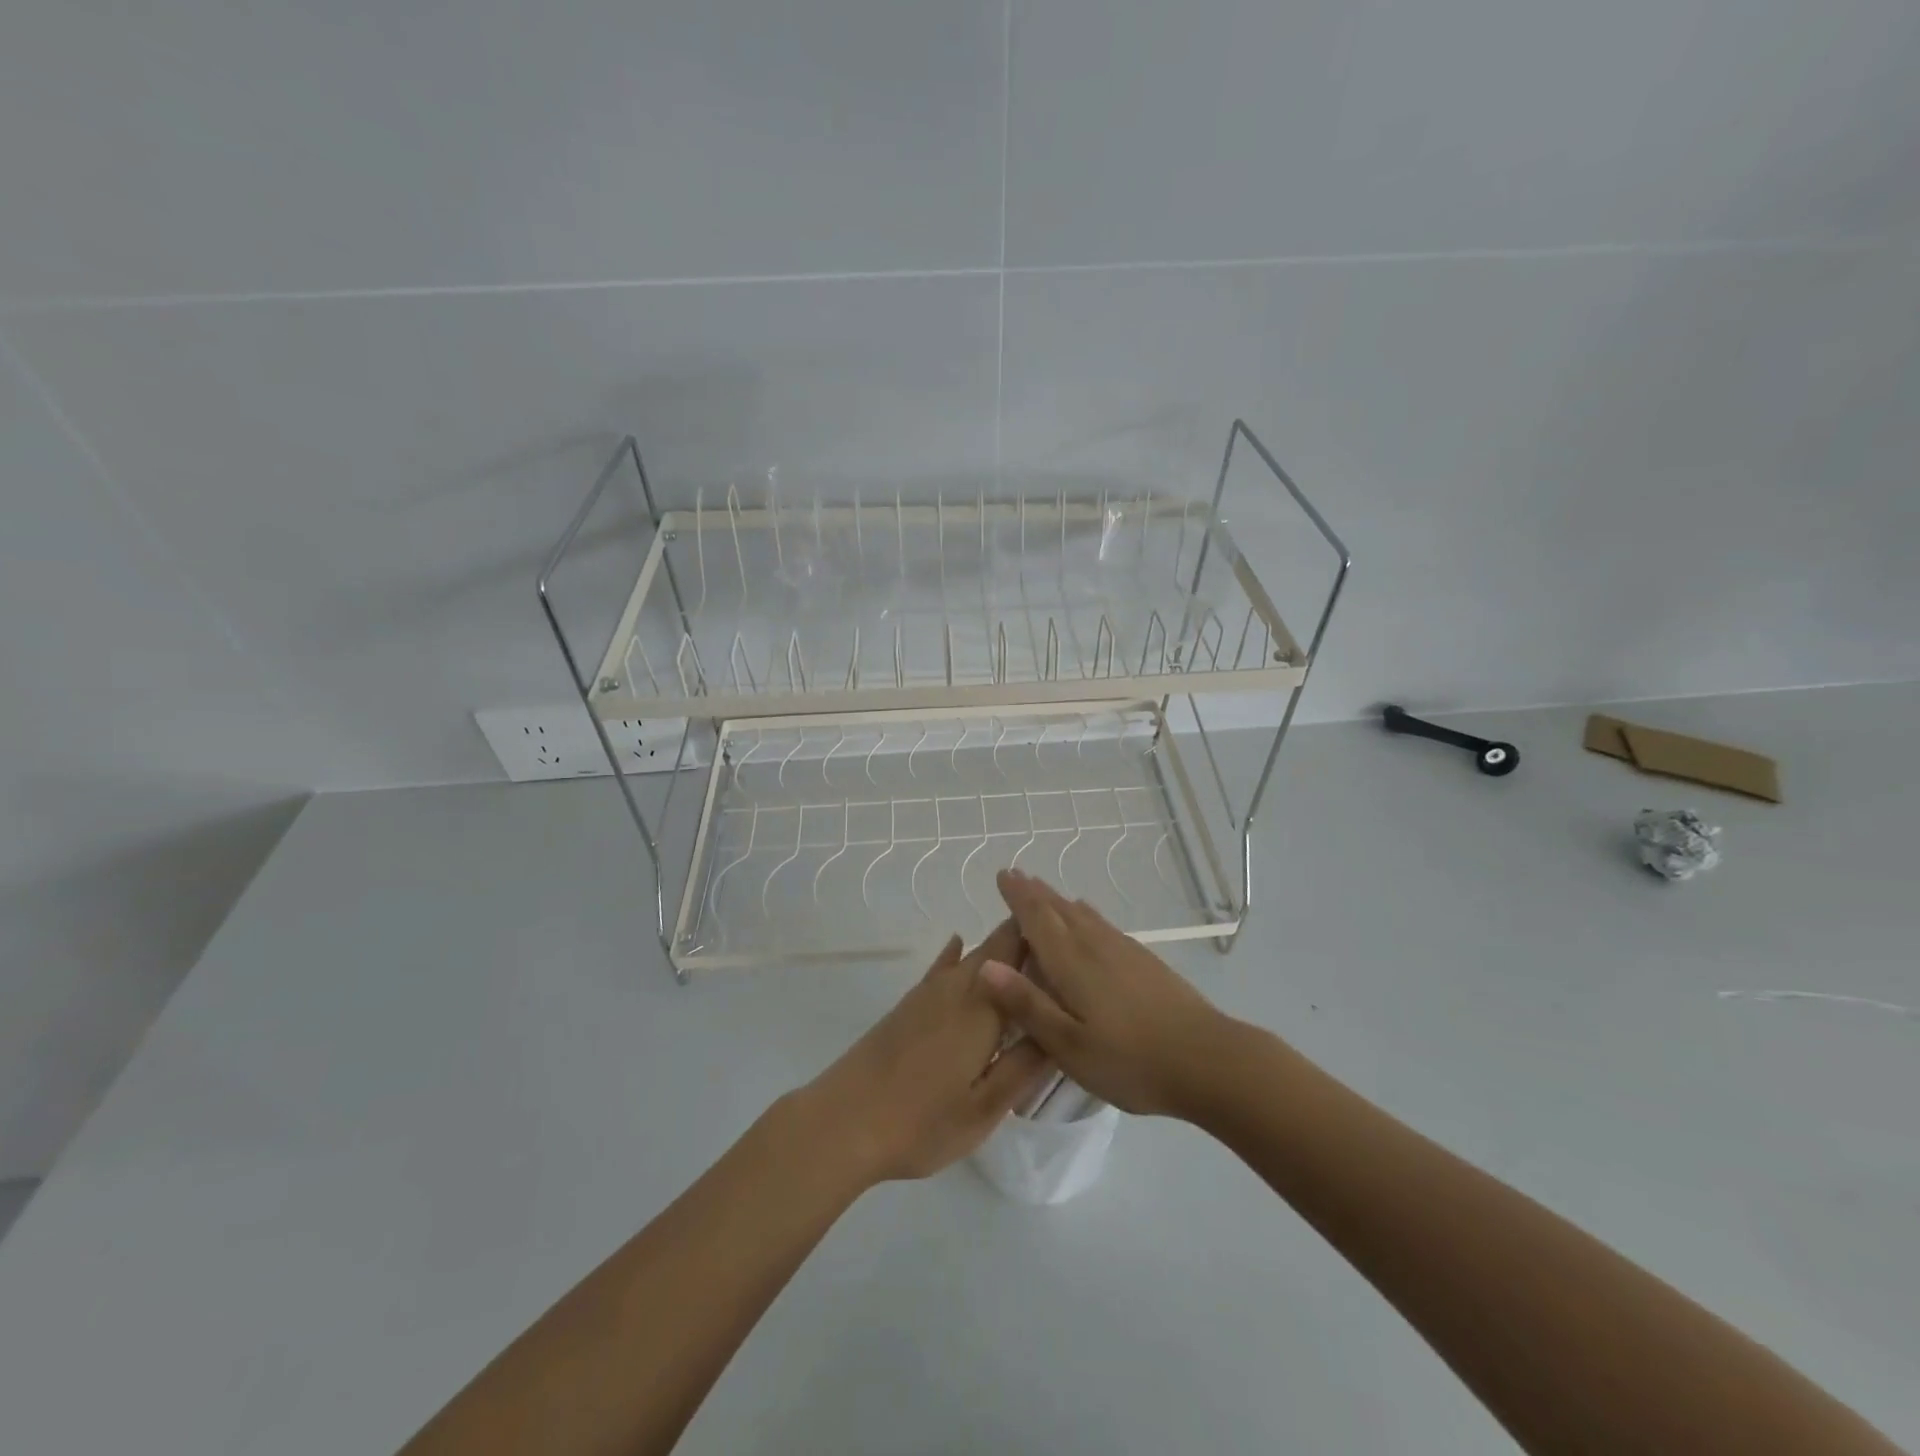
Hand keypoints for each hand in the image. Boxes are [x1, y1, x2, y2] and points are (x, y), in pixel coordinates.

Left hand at [796, 918, 1050, 1184]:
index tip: (1076, 938)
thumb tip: (1061, 1029)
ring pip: (972, 955)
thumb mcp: (984, 1109)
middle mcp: (957, 988)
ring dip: (999, 947)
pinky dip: (957, 953)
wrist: (843, 1122)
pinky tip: (958, 942)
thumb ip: (1025, 1066)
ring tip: (1028, 946)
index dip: (1047, 937)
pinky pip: (941, 967)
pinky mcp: (908, 1005)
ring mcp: (928, 993)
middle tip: (1062, 944)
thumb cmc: (921, 1123)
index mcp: (983, 1008)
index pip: (1019, 951)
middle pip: (997, 946)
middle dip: (1027, 938)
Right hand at [980, 869, 1231, 1118]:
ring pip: (1083, 914)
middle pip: (1060, 910)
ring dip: (1059, 900)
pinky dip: (1085, 914)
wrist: (1208, 1060)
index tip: (1003, 875)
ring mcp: (1124, 951)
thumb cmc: (1131, 1060)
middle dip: (1035, 892)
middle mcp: (1096, 946)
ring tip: (1044, 891)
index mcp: (1072, 963)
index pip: (1038, 919)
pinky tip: (1089, 917)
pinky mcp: (1145, 961)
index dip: (1018, 897)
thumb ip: (1028, 1005)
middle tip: (1016, 875)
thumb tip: (986, 966)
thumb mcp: (1069, 1045)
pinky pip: (1103, 924)